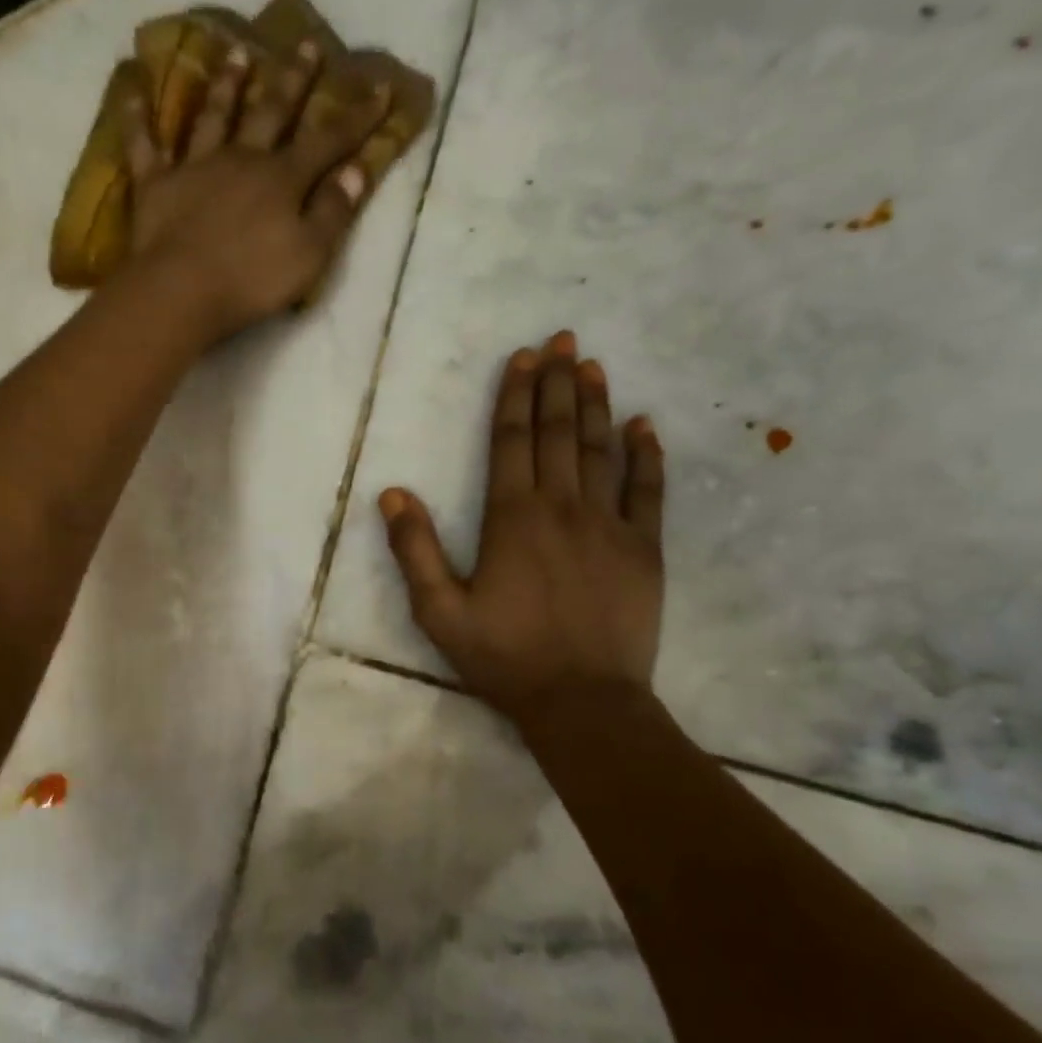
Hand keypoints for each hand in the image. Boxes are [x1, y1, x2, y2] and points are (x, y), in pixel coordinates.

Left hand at [119, 40, 390, 343]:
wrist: (182, 291)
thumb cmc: (252, 280)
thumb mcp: (310, 254)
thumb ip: (334, 211)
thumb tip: (357, 170)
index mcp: (282, 179)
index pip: (328, 140)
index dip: (357, 116)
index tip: (380, 87)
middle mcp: (242, 159)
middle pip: (271, 111)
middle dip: (293, 79)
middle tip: (307, 43)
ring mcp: (196, 167)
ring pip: (214, 115)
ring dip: (227, 83)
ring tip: (237, 51)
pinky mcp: (156, 184)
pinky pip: (145, 144)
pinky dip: (139, 118)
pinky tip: (134, 90)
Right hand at [378, 331, 665, 723]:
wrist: (583, 702)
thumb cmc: (505, 658)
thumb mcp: (440, 612)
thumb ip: (416, 550)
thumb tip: (394, 493)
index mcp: (512, 518)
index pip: (511, 441)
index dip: (515, 396)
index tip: (523, 357)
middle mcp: (562, 507)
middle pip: (557, 432)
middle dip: (557, 383)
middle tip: (563, 340)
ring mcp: (608, 525)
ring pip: (601, 450)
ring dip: (595, 405)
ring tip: (593, 366)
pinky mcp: (644, 549)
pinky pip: (648, 491)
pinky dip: (647, 456)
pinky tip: (645, 425)